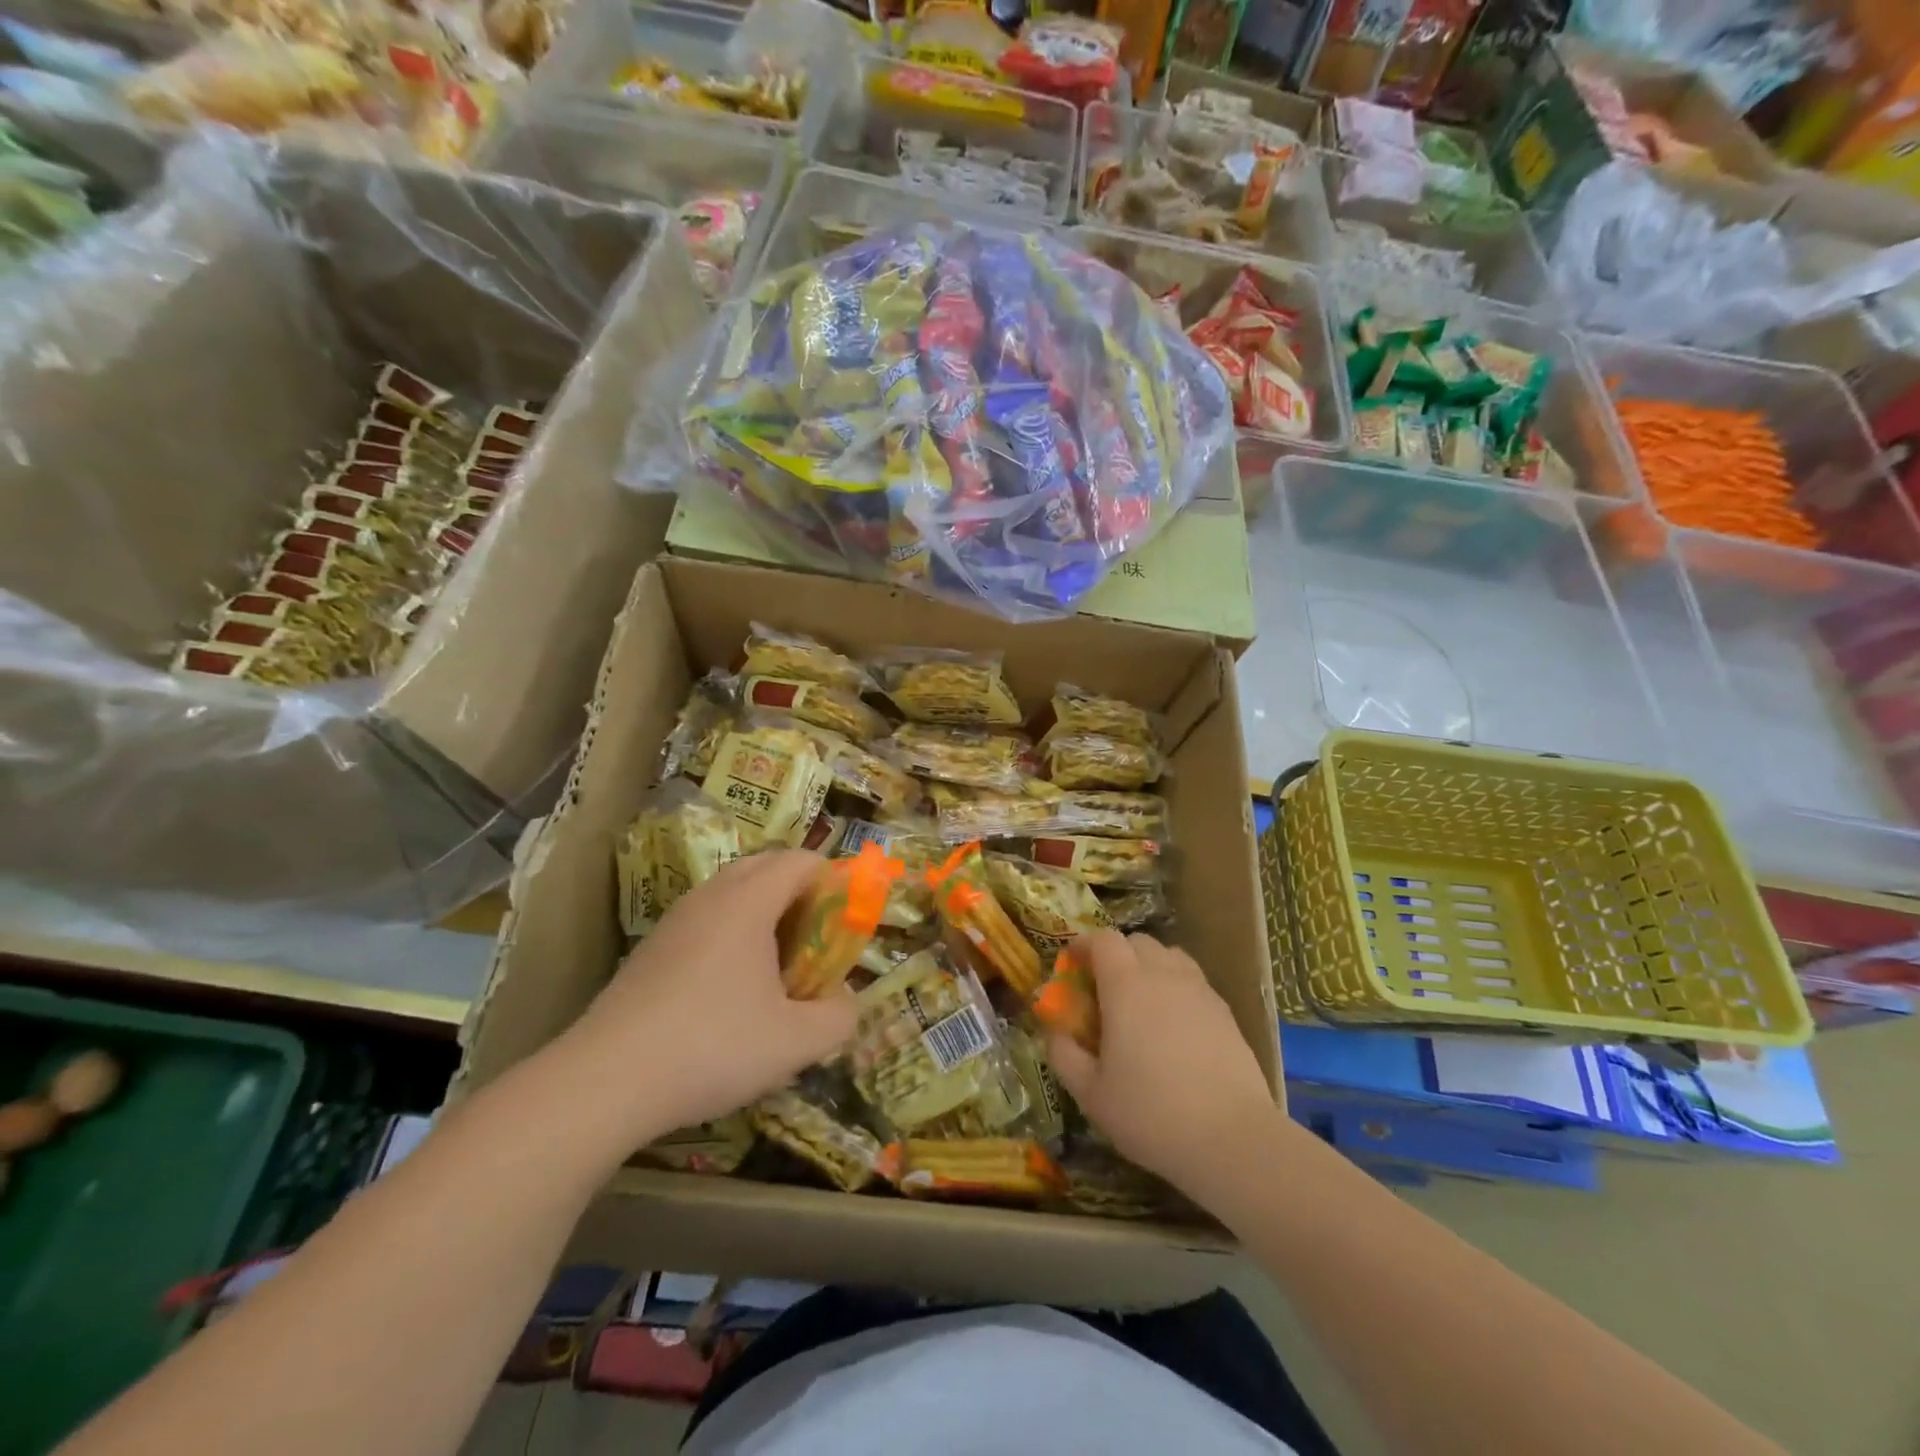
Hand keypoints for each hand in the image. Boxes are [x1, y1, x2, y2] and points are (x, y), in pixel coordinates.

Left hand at [565, 850, 857, 1142]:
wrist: (604, 1082)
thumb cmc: (712, 1047)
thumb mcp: (796, 1042)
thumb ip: (840, 1016)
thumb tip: (845, 1001)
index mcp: (749, 900)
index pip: (802, 861)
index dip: (833, 883)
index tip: (842, 928)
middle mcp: (711, 896)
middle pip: (767, 868)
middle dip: (800, 897)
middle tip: (813, 945)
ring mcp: (675, 920)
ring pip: (733, 894)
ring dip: (764, 917)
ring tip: (775, 971)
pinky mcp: (651, 949)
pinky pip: (706, 921)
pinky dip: (731, 937)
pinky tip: (729, 994)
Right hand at [1044, 930, 1275, 1195]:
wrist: (1232, 1139)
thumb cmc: (1150, 1113)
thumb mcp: (1091, 1094)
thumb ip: (1064, 1055)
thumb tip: (1054, 1031)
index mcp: (1125, 985)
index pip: (1103, 940)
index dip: (1084, 946)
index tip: (1072, 965)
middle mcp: (1163, 975)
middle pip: (1138, 942)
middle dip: (1116, 954)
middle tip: (1104, 989)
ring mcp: (1200, 990)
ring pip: (1170, 956)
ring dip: (1150, 966)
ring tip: (1142, 1002)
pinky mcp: (1225, 1012)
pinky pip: (1193, 981)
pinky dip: (1177, 988)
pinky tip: (1174, 1026)